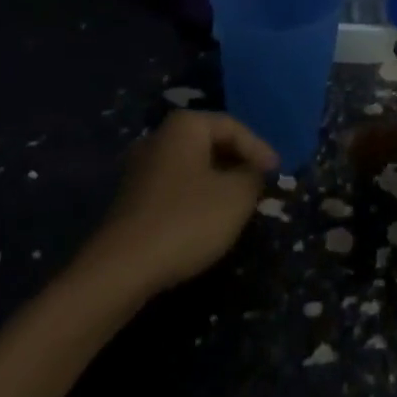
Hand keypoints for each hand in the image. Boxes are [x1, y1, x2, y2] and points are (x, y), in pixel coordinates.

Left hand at [92, 111, 277, 293]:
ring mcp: (141, 168)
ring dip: (218, 183)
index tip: (277, 174)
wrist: (120, 270)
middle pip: (211, 144)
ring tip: (238, 205)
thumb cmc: (186, 220)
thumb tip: (254, 171)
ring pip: (192, 167)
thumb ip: (253, 176)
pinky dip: (196, 198)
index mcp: (185, 125)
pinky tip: (207, 221)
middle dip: (238, 164)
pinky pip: (175, 187)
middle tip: (260, 186)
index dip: (259, 149)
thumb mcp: (236, 197)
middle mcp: (159, 137)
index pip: (233, 127)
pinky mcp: (131, 199)